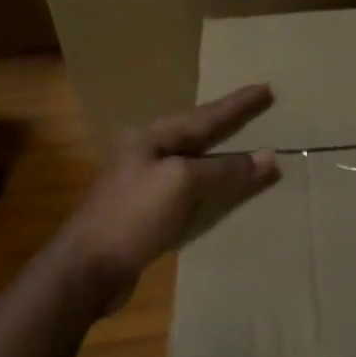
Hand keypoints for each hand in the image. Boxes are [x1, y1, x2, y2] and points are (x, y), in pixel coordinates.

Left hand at [57, 84, 280, 288]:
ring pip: (193, 160)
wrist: (87, 269)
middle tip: (258, 105)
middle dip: (228, 120)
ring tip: (244, 141)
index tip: (266, 87)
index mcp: (152, 137)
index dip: (238, 104)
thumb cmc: (133, 216)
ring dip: (221, 152)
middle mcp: (146, 153)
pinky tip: (222, 186)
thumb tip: (268, 157)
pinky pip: (189, 188)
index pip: (206, 115)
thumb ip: (226, 169)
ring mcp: (143, 182)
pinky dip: (212, 183)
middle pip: (197, 132)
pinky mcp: (146, 211)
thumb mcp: (183, 184)